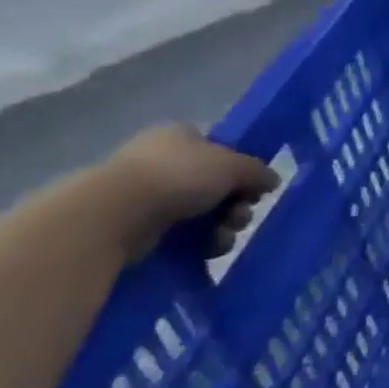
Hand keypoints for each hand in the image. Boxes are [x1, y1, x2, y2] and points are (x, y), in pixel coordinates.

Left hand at [94, 125, 279, 260]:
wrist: (116, 214)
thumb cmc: (178, 176)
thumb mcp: (234, 165)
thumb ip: (258, 171)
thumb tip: (272, 180)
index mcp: (180, 137)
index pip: (220, 150)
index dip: (241, 169)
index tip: (253, 188)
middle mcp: (162, 162)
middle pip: (216, 186)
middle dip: (236, 205)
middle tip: (239, 216)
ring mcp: (147, 195)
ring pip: (203, 213)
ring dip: (222, 227)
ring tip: (221, 238)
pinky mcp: (137, 227)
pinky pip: (181, 235)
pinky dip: (199, 243)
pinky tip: (205, 250)